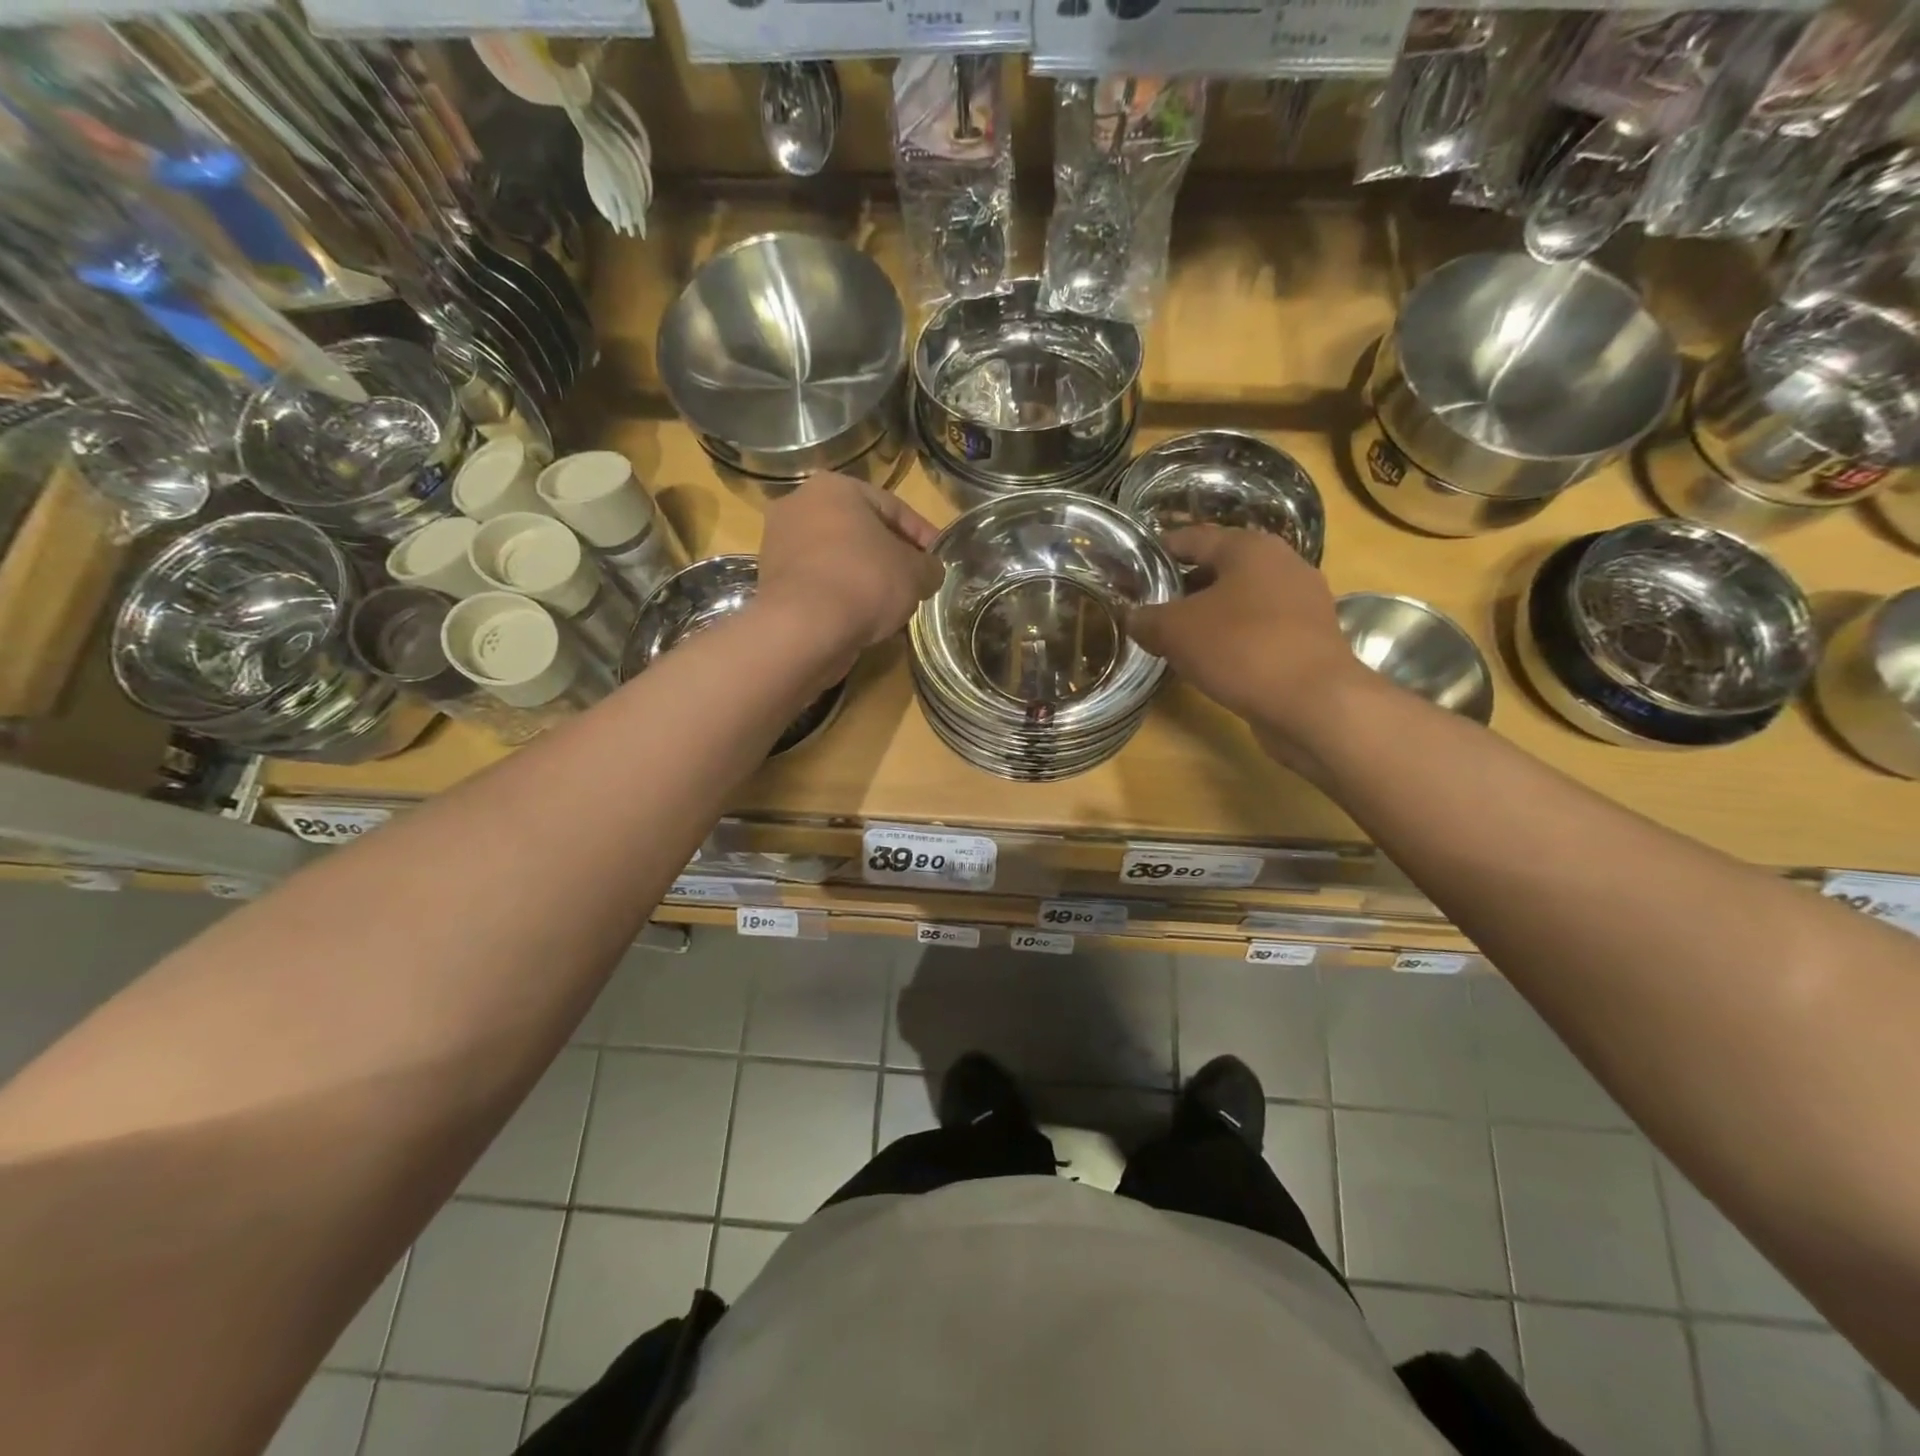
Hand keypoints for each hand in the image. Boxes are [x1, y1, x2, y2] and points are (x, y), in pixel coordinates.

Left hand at [755, 473, 943, 660]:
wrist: (804, 628)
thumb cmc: (864, 581)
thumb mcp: (915, 573)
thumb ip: (929, 567)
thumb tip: (930, 572)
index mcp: (834, 488)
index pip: (892, 507)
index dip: (923, 534)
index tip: (939, 559)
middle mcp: (799, 506)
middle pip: (860, 531)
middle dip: (890, 556)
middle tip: (915, 581)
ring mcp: (780, 545)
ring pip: (838, 559)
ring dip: (866, 578)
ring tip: (892, 605)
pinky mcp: (772, 583)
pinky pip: (820, 583)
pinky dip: (842, 596)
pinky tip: (863, 619)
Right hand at [1127, 526, 1376, 764]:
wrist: (1314, 703)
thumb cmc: (1241, 649)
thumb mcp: (1175, 631)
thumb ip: (1147, 619)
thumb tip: (1132, 617)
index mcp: (1250, 547)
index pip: (1193, 537)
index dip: (1159, 550)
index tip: (1134, 566)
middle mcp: (1283, 564)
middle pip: (1220, 568)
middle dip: (1184, 587)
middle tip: (1151, 607)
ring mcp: (1303, 602)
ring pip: (1242, 601)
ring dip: (1210, 615)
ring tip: (1177, 637)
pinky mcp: (1311, 639)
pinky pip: (1261, 629)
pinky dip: (1234, 638)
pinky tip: (1213, 660)